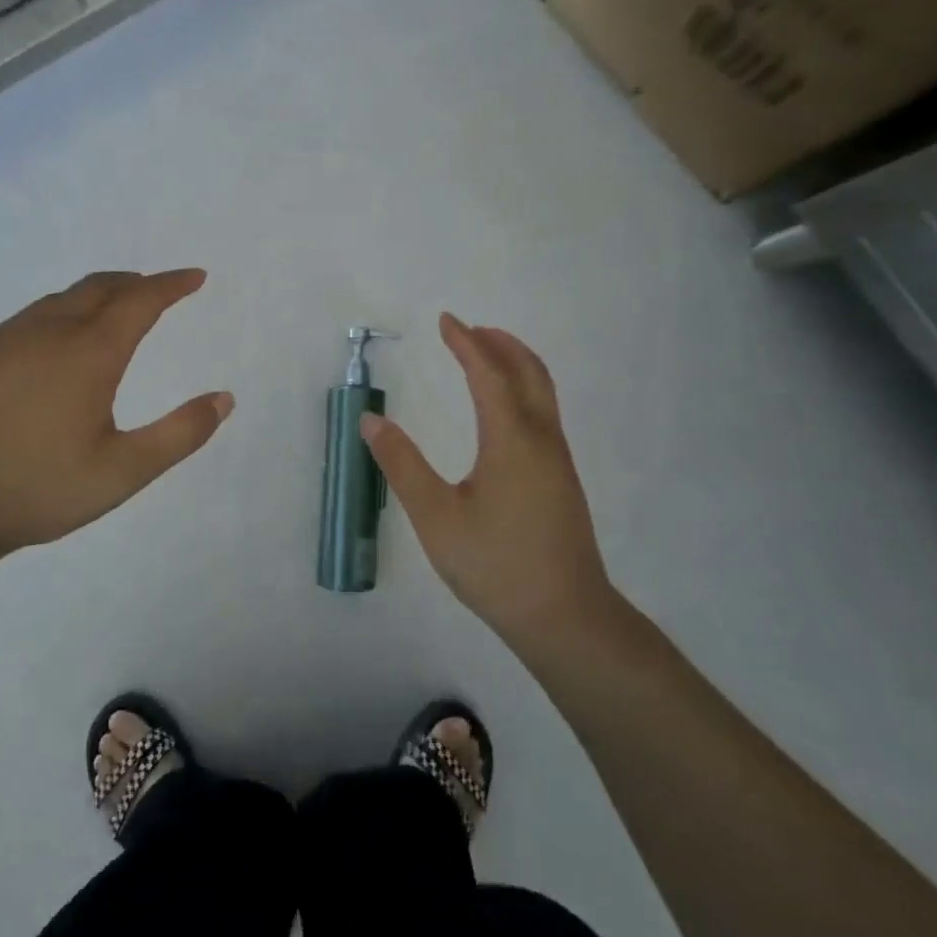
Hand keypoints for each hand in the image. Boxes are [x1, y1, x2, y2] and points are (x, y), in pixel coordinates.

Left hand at [0, 269, 231, 580]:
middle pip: (98, 288)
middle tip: (159, 289)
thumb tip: (224, 399)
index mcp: (89, 354)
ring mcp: (6, 341)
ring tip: (115, 308)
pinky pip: (30, 316)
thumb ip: (180, 434)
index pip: (140, 302)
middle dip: (135, 283)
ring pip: (61, 299)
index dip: (172, 285)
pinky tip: (58, 339)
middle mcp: (47, 333)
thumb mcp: (124, 472)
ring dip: (97, 294)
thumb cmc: (41, 489)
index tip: (195, 277)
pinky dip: (61, 311)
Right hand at [362, 314, 622, 644]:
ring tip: (487, 357)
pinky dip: (524, 390)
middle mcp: (541, 439)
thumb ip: (401, 465)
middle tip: (470, 330)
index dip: (466, 343)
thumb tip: (371, 421)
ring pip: (542, 392)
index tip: (446, 321)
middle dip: (500, 343)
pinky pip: (544, 413)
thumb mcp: (435, 517)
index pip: (488, 374)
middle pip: (528, 372)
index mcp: (511, 440)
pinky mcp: (562, 479)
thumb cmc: (495, 565)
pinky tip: (505, 411)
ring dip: (516, 364)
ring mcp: (558, 460)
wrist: (564, 616)